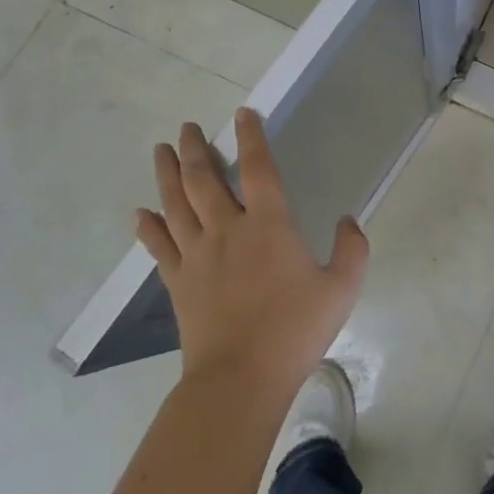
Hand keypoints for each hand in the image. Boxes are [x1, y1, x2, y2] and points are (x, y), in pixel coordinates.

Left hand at [135, 108, 368, 395]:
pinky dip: (149, 227)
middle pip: (204, 179)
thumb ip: (352, 250)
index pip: (259, 168)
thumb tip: (348, 221)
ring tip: (161, 149)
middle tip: (187, 128)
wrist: (239, 380)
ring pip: (177, 204)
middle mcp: (228, 229)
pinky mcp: (178, 282)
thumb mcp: (341, 289)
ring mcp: (197, 255)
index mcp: (268, 225)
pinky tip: (141, 213)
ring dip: (167, 174)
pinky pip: (160, 246)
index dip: (252, 137)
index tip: (243, 114)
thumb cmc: (294, 331)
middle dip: (195, 149)